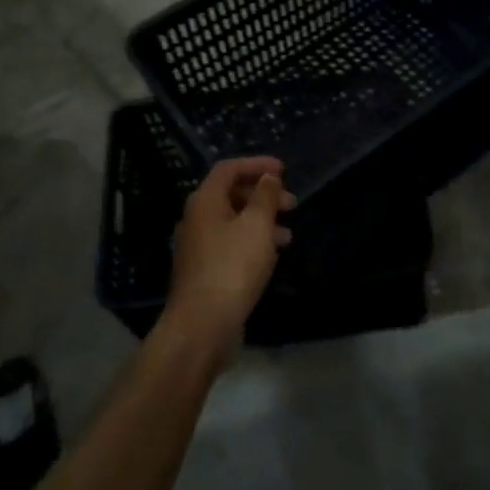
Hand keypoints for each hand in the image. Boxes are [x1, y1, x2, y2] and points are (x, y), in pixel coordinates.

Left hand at [165, 157, 294, 361]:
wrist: (203, 325)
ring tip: (288, 233)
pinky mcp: (206, 269)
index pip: (229, 169)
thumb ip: (265, 197)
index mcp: (204, 202)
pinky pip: (232, 243)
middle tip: (292, 202)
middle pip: (231, 194)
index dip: (256, 165)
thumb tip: (268, 177)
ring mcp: (199, 246)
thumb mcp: (257, 226)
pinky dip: (253, 241)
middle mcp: (197, 219)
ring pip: (234, 221)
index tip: (284, 170)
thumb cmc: (232, 267)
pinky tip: (272, 255)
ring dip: (262, 220)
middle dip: (263, 195)